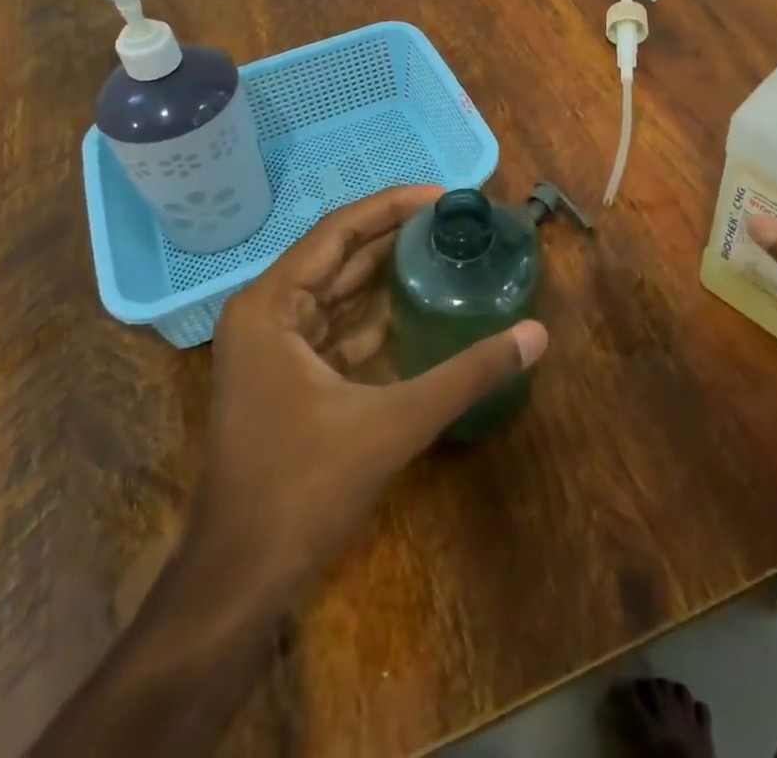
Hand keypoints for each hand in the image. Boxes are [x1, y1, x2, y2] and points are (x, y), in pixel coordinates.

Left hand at [34, 188, 546, 757]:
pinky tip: (418, 310)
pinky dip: (375, 319)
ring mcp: (273, 348)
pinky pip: (336, 329)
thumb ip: (467, 374)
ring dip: (386, 275)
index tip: (444, 196)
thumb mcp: (393, 424)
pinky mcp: (287, 378)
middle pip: (338, 256)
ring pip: (338, 293)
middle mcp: (267, 313)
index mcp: (272, 305)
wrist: (239, 580)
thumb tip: (536, 334)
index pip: (339, 231)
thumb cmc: (302, 489)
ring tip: (443, 252)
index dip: (393, 206)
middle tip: (453, 222)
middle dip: (394, 236)